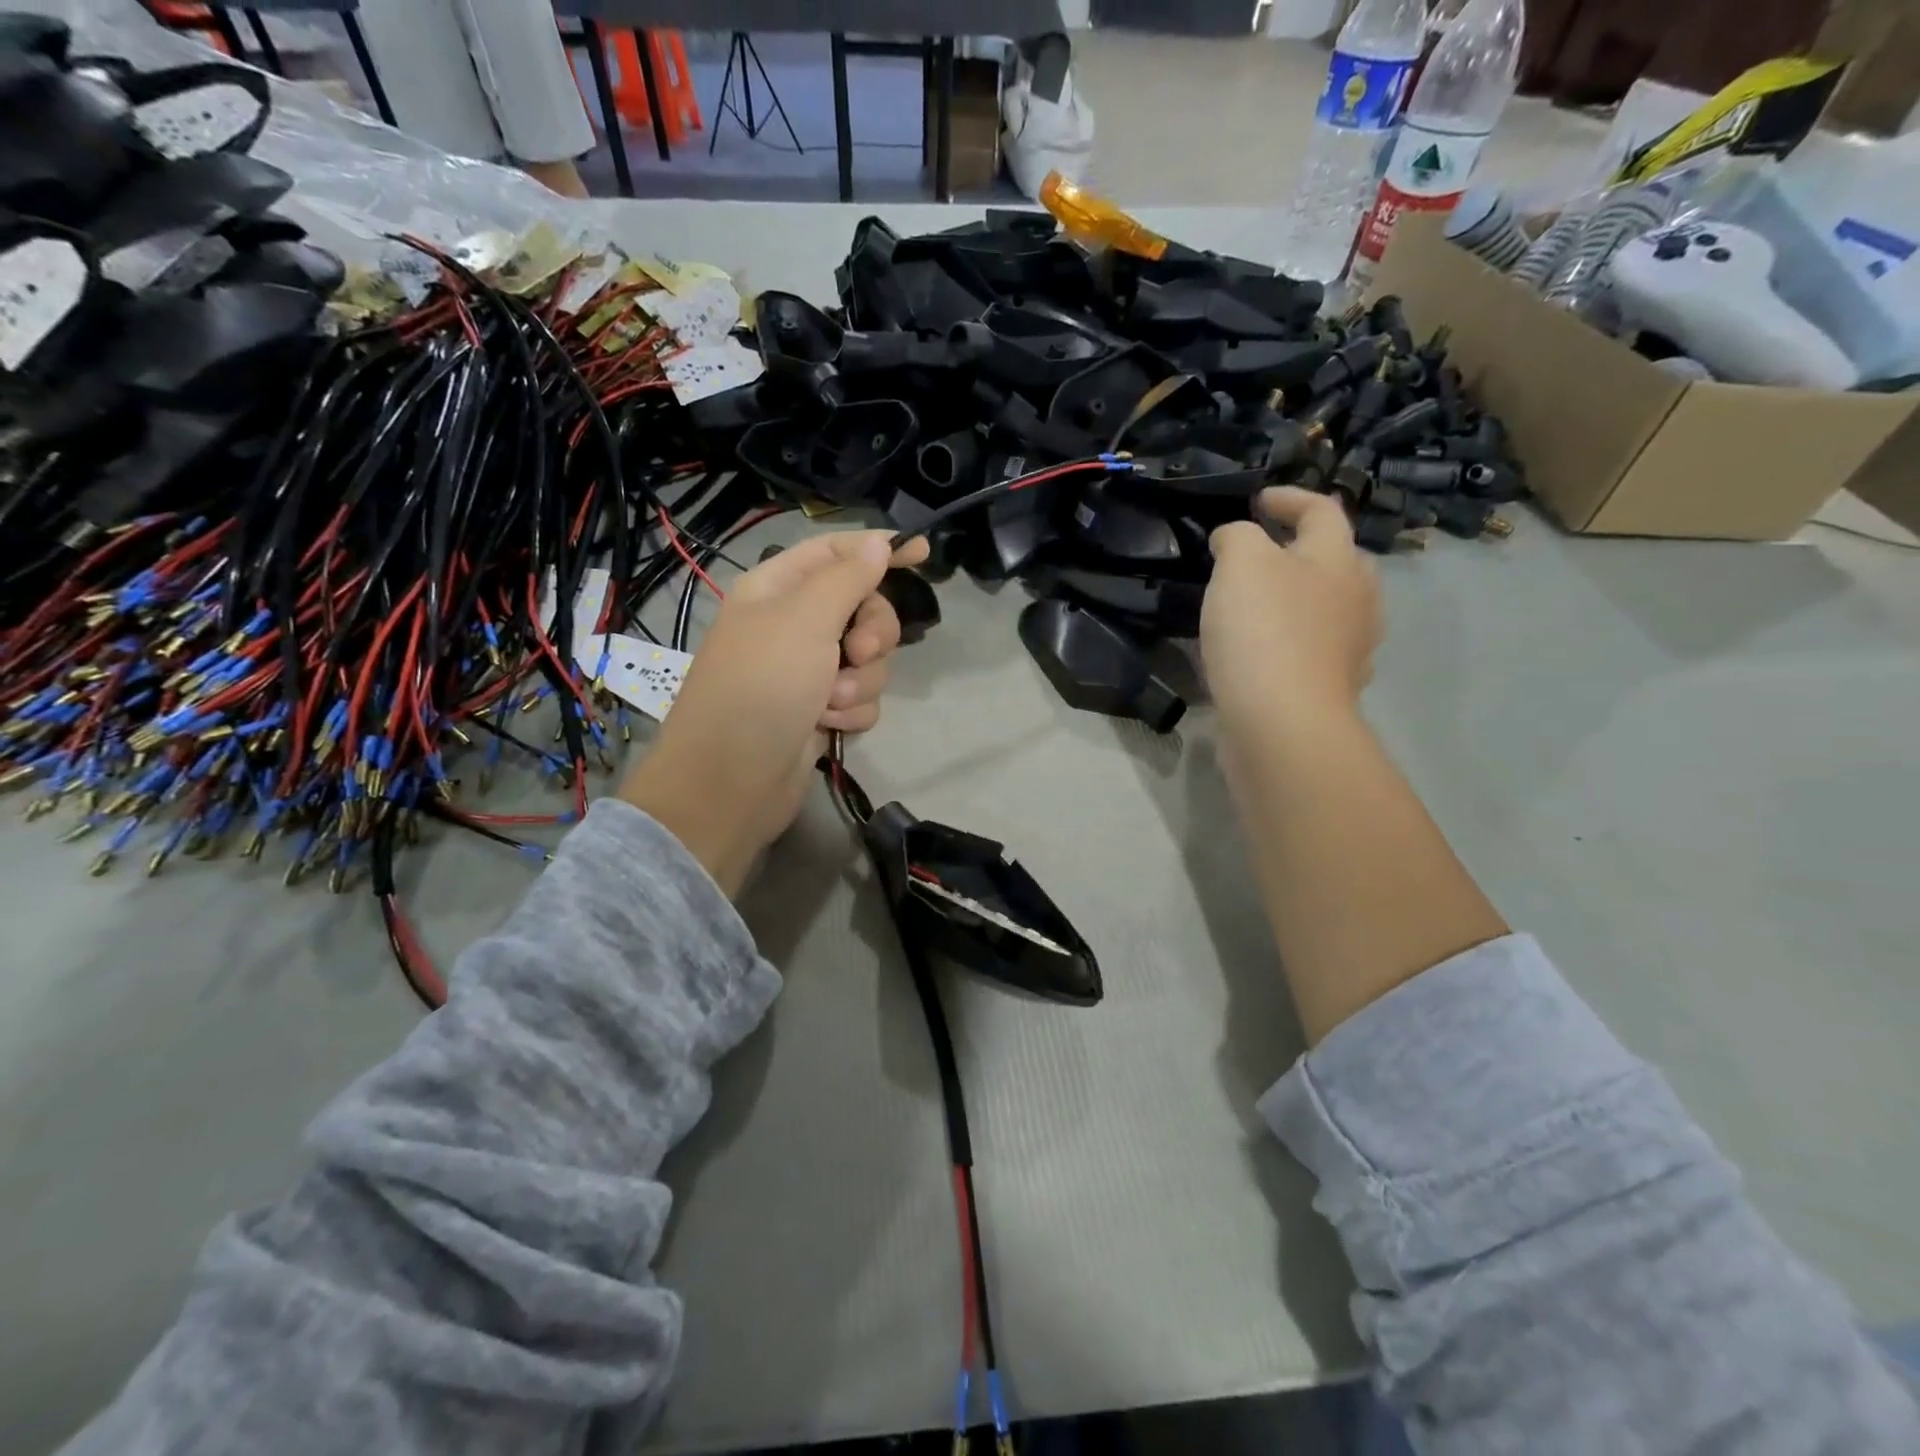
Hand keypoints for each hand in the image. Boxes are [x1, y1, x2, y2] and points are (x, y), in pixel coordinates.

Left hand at [618, 529, 928, 895]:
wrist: (732, 781)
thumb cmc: (763, 686)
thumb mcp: (805, 619)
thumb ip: (848, 578)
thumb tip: (878, 543)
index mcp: (778, 589)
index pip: (835, 551)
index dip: (877, 548)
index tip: (923, 554)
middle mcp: (793, 625)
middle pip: (862, 607)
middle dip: (873, 632)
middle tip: (860, 651)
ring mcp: (808, 671)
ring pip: (868, 658)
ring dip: (860, 680)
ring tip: (830, 702)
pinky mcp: (821, 711)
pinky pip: (861, 696)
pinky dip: (852, 711)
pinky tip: (829, 726)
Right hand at [1202, 487, 1381, 741]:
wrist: (1282, 722)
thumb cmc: (1264, 631)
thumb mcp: (1241, 563)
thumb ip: (1238, 537)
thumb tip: (1235, 539)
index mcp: (1338, 560)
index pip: (1323, 510)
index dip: (1290, 498)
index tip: (1258, 500)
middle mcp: (1356, 599)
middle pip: (1335, 560)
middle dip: (1301, 551)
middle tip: (1260, 554)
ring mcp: (1349, 648)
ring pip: (1327, 608)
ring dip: (1296, 598)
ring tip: (1256, 604)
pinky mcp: (1330, 688)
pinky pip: (1312, 650)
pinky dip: (1290, 641)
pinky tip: (1262, 652)